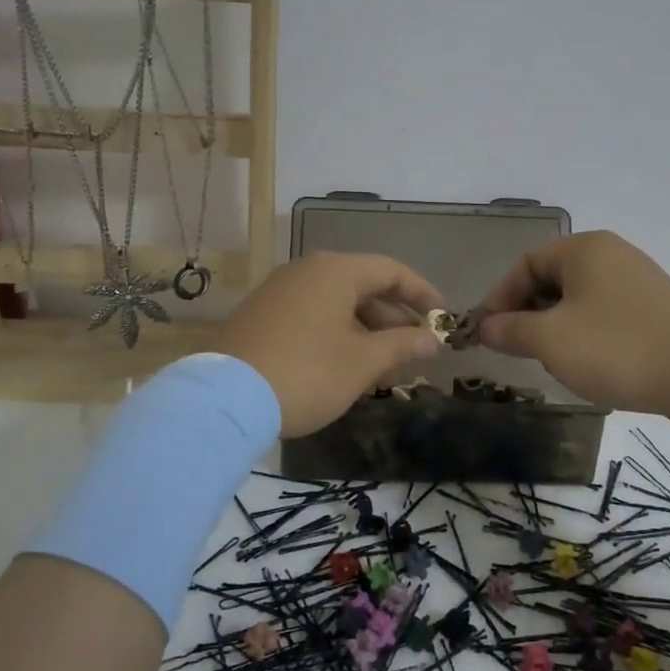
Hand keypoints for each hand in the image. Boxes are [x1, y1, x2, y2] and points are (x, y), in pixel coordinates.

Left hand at [212, 252, 445, 437]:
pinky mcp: (260, 314)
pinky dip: (337, 332)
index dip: (422, 294)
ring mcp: (279, 291)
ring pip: (336, 302)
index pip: (391, 270)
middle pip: (363, 285)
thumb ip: (403, 345)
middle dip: (393, 317)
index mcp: (335, 271)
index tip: (443, 318)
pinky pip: (312, 314)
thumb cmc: (308, 373)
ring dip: (366, 329)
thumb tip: (433, 338)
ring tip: (384, 364)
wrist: (225, 399)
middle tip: (415, 348)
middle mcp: (306, 271)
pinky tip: (345, 365)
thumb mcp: (363, 362)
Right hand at [474, 231, 669, 415]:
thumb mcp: (550, 341)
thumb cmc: (616, 349)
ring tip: (553, 360)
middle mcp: (612, 254)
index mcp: (584, 249)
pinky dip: (586, 334)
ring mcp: (639, 281)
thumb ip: (510, 330)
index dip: (500, 297)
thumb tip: (485, 328)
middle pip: (551, 279)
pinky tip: (590, 364)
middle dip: (528, 314)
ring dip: (555, 327)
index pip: (525, 263)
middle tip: (518, 349)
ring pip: (578, 299)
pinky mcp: (657, 309)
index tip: (488, 333)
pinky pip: (605, 313)